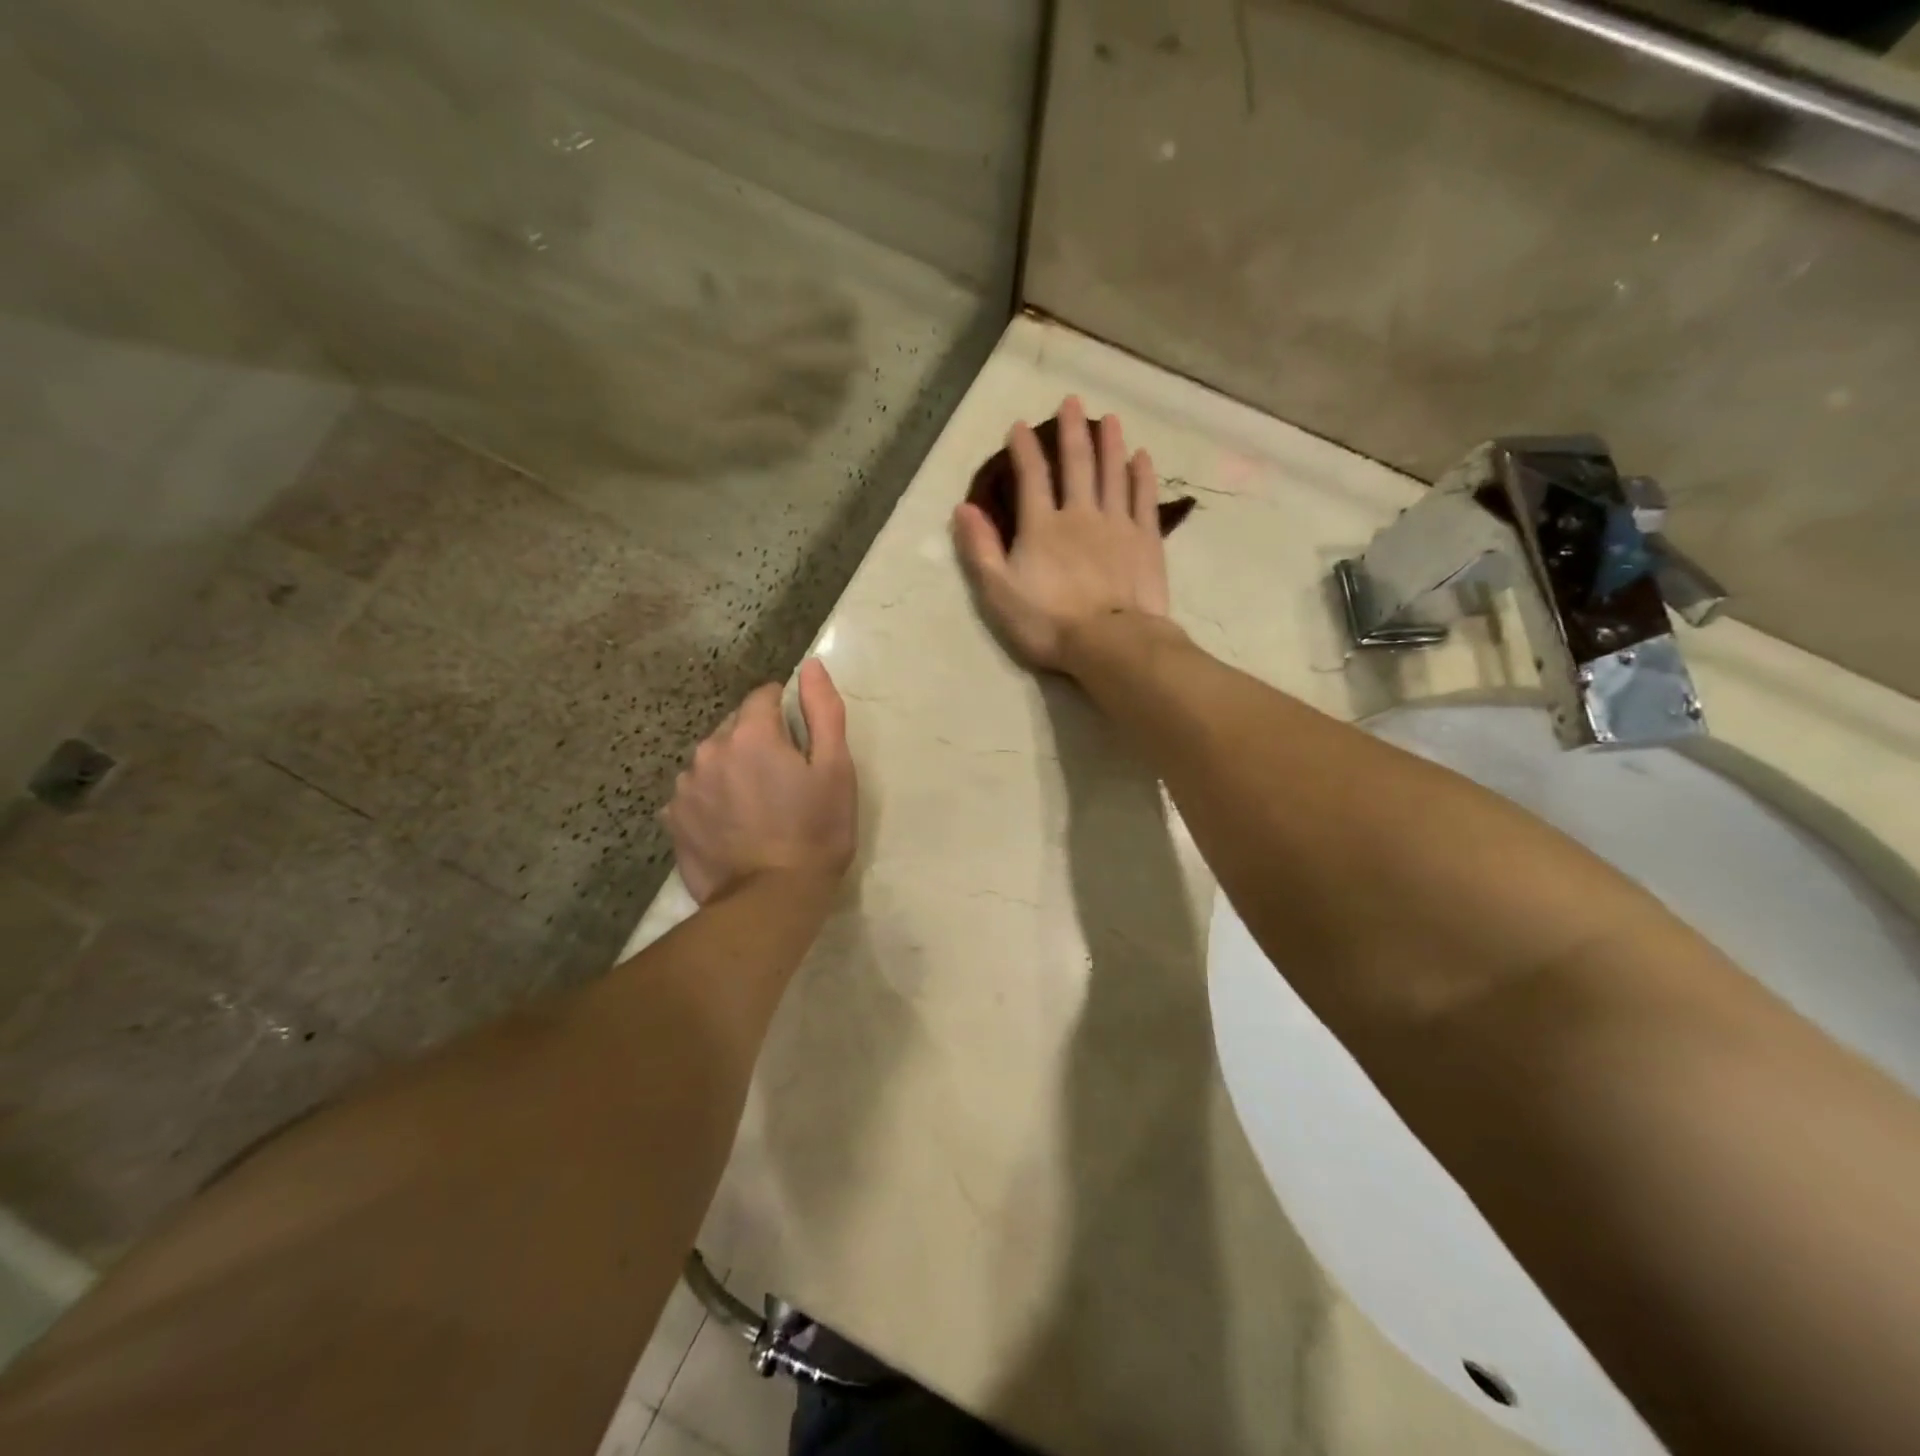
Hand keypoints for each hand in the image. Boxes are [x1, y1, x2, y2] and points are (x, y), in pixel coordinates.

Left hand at [665, 659, 856, 904]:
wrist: (771, 901)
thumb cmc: (816, 831)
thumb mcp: (836, 769)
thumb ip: (823, 711)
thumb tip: (810, 665)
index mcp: (750, 734)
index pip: (763, 697)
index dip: (785, 712)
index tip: (800, 742)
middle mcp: (709, 750)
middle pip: (735, 729)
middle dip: (757, 742)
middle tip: (783, 780)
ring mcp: (686, 787)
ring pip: (713, 760)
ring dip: (732, 770)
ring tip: (756, 806)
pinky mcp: (673, 820)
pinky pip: (695, 793)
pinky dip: (712, 799)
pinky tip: (732, 825)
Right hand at [951, 395, 1169, 672]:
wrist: (1110, 642)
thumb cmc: (1048, 623)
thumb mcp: (999, 593)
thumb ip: (980, 550)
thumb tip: (963, 508)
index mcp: (1042, 527)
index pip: (1031, 477)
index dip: (1024, 450)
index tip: (1019, 426)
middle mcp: (1080, 514)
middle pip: (1077, 464)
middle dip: (1072, 431)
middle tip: (1072, 401)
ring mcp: (1117, 524)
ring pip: (1113, 473)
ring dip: (1109, 443)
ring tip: (1108, 418)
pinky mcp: (1146, 540)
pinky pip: (1144, 498)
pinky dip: (1142, 475)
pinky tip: (1141, 457)